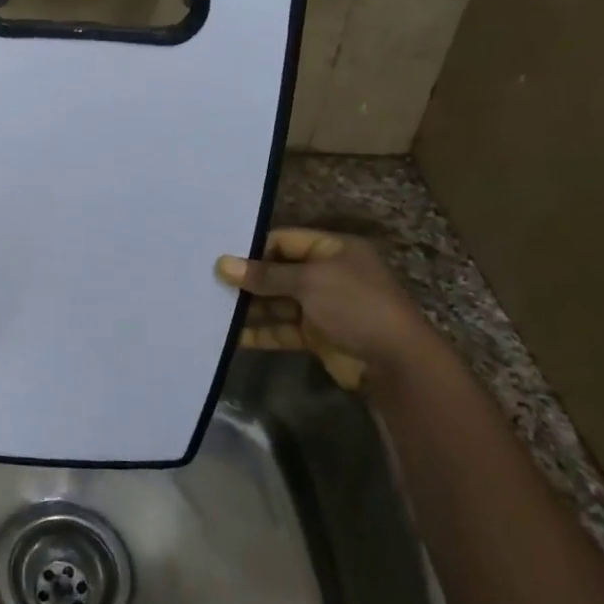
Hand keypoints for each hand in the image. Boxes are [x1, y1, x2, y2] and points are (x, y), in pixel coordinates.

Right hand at [216, 227, 439, 388]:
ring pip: (277, 302)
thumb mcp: (310, 281)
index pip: (285, 240)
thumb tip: (222, 264)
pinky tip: (231, 336)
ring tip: (213, 309)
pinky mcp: (316, 335)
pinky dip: (260, 332)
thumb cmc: (356, 306)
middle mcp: (327, 274)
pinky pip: (281, 329)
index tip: (221, 258)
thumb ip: (265, 274)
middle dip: (247, 280)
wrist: (395, 363)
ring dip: (249, 308)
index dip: (254, 249)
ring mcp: (322, 306)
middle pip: (278, 271)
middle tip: (209, 284)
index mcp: (333, 250)